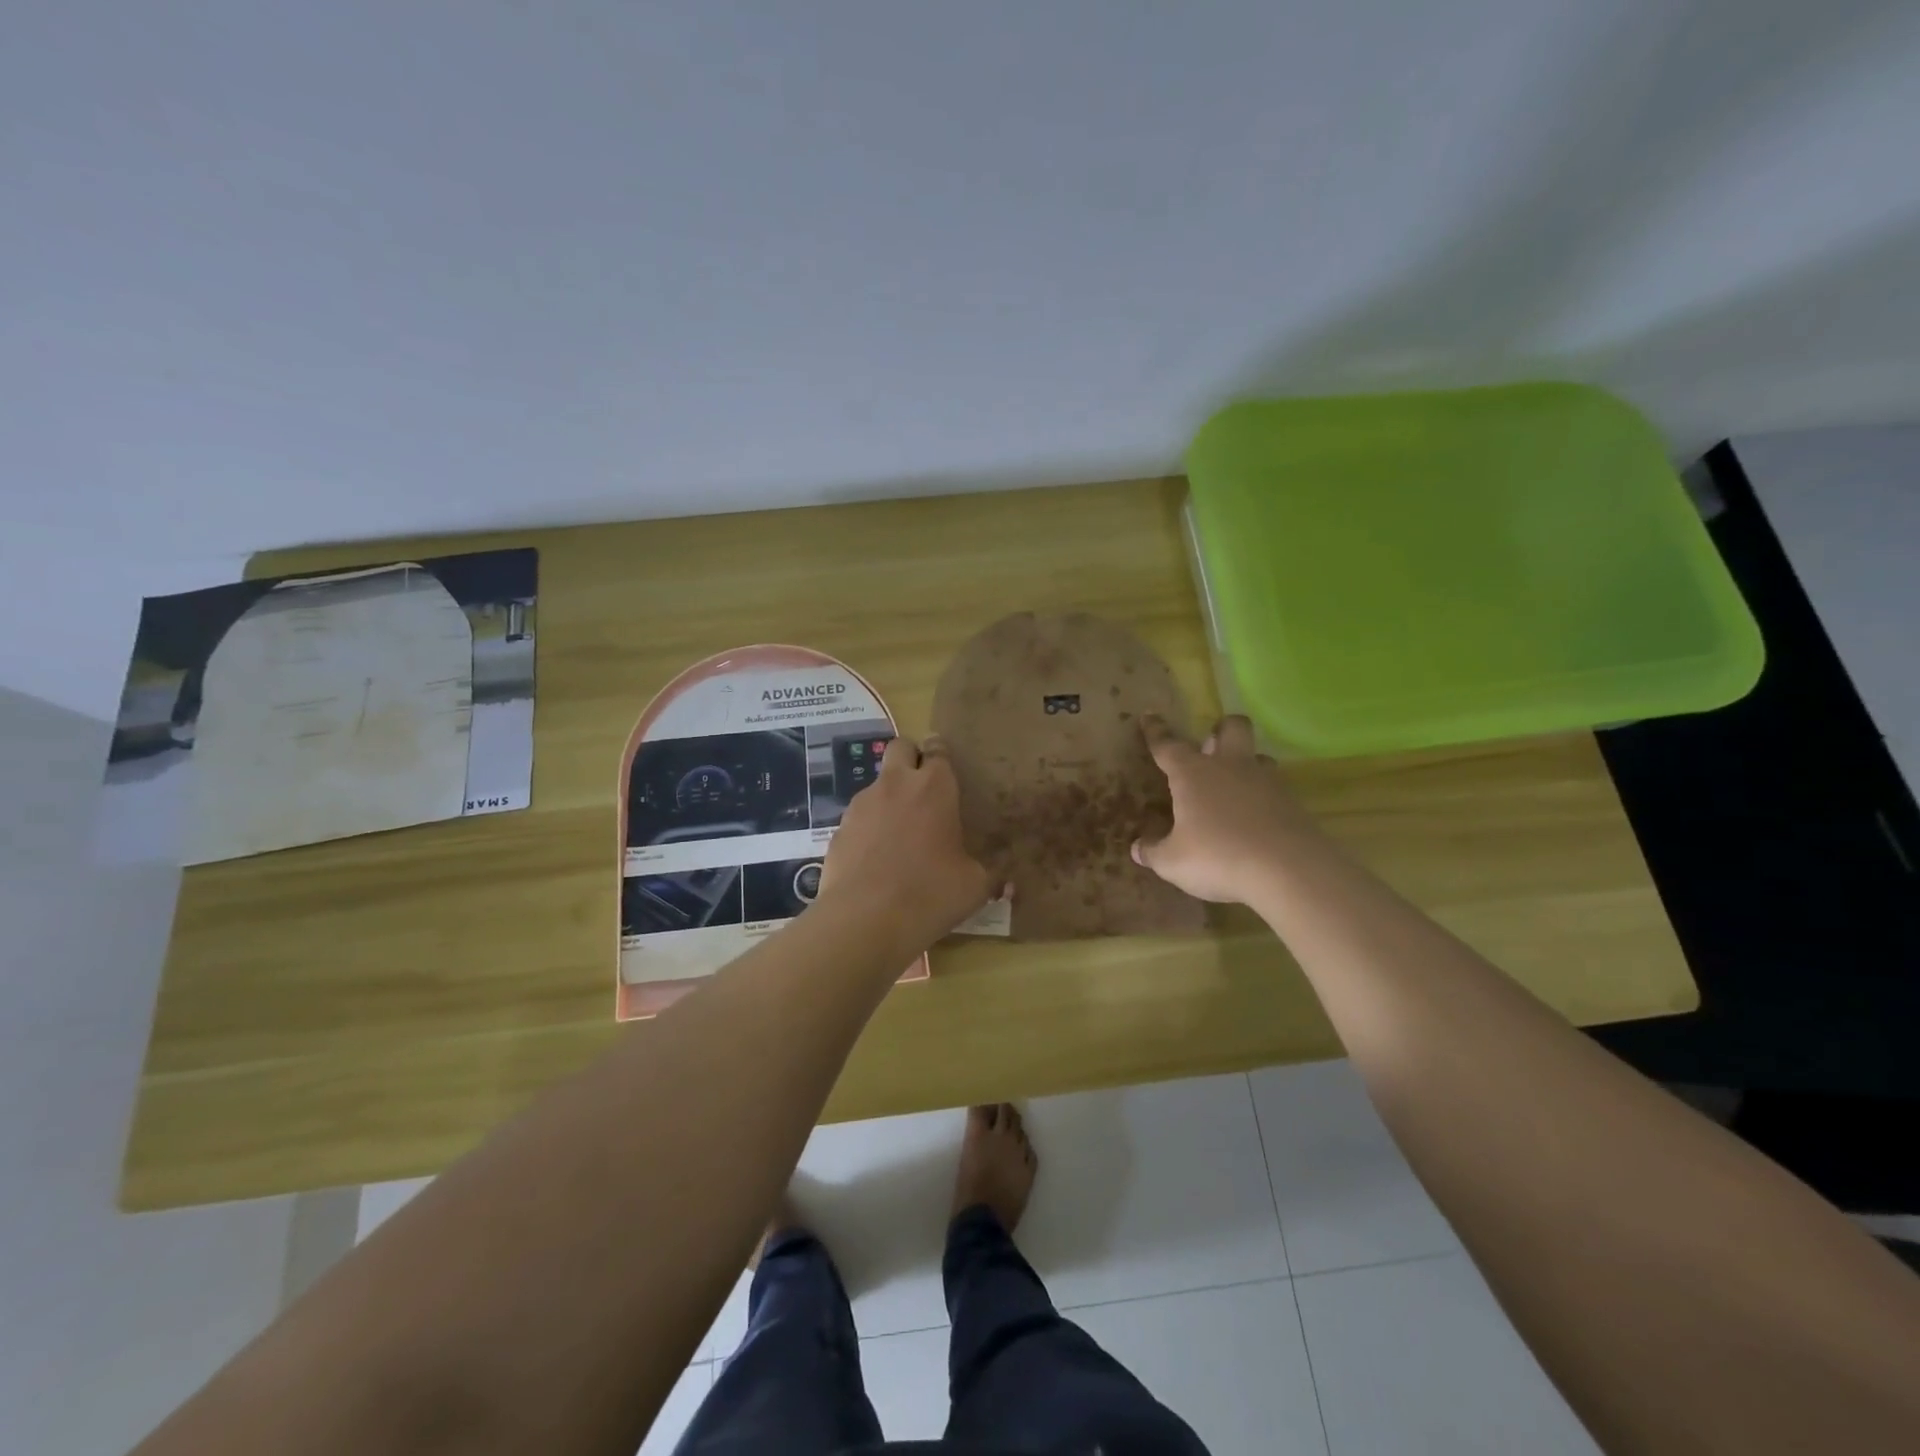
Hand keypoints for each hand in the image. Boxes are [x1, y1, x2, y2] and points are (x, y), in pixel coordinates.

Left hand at [819, 733, 993, 947]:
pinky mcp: (838, 828)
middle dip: (912, 758)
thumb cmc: (930, 893)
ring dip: (890, 797)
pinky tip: (877, 860)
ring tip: (901, 835)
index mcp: (934, 787)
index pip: (938, 749)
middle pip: (901, 747)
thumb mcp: (973, 887)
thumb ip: (991, 876)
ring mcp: (862, 804)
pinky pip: (859, 817)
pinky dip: (869, 828)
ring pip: (877, 783)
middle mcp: (896, 784)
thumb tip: (1007, 884)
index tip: (949, 774)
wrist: (864, 920)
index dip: (942, 757)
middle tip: (924, 790)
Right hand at [1131, 714, 1325, 904]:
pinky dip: (1263, 798)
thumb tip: (1138, 848)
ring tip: (1235, 787)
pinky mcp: (1293, 803)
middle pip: (1231, 728)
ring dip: (1246, 764)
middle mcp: (1230, 767)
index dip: (1156, 731)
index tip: (1149, 715)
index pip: (1168, 745)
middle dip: (1221, 729)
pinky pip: (1275, 789)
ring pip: (1258, 757)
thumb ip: (1153, 851)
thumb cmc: (1218, 857)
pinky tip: (1256, 820)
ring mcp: (1266, 782)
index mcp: (1193, 774)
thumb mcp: (1173, 862)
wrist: (1289, 870)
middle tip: (1211, 745)